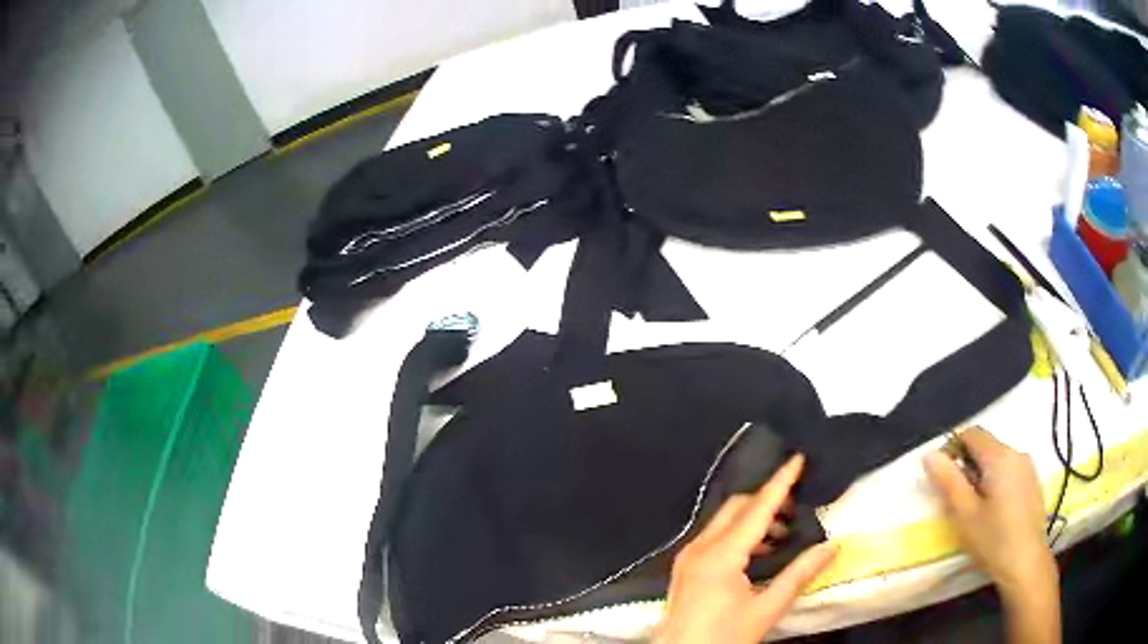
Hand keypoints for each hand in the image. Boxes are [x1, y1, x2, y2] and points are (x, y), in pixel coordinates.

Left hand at [654, 454, 837, 643]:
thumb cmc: (722, 637)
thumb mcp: (765, 609)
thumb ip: (798, 575)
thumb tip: (831, 546)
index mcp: (720, 554)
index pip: (757, 509)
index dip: (780, 482)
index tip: (798, 458)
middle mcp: (699, 547)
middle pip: (736, 508)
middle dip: (767, 500)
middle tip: (797, 507)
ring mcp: (688, 557)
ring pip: (724, 522)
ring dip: (754, 519)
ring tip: (783, 534)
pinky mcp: (685, 569)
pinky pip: (715, 538)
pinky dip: (739, 535)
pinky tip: (759, 552)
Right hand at [923, 427, 1055, 595]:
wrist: (1026, 563)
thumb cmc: (993, 539)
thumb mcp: (964, 514)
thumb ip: (948, 481)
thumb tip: (929, 454)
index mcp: (999, 456)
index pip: (971, 434)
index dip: (952, 449)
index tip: (943, 479)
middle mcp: (1016, 452)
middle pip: (986, 447)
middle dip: (968, 467)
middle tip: (958, 501)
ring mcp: (1028, 467)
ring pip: (998, 461)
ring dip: (982, 476)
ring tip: (976, 510)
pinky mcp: (1033, 482)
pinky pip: (1010, 471)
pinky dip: (997, 483)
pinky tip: (995, 513)